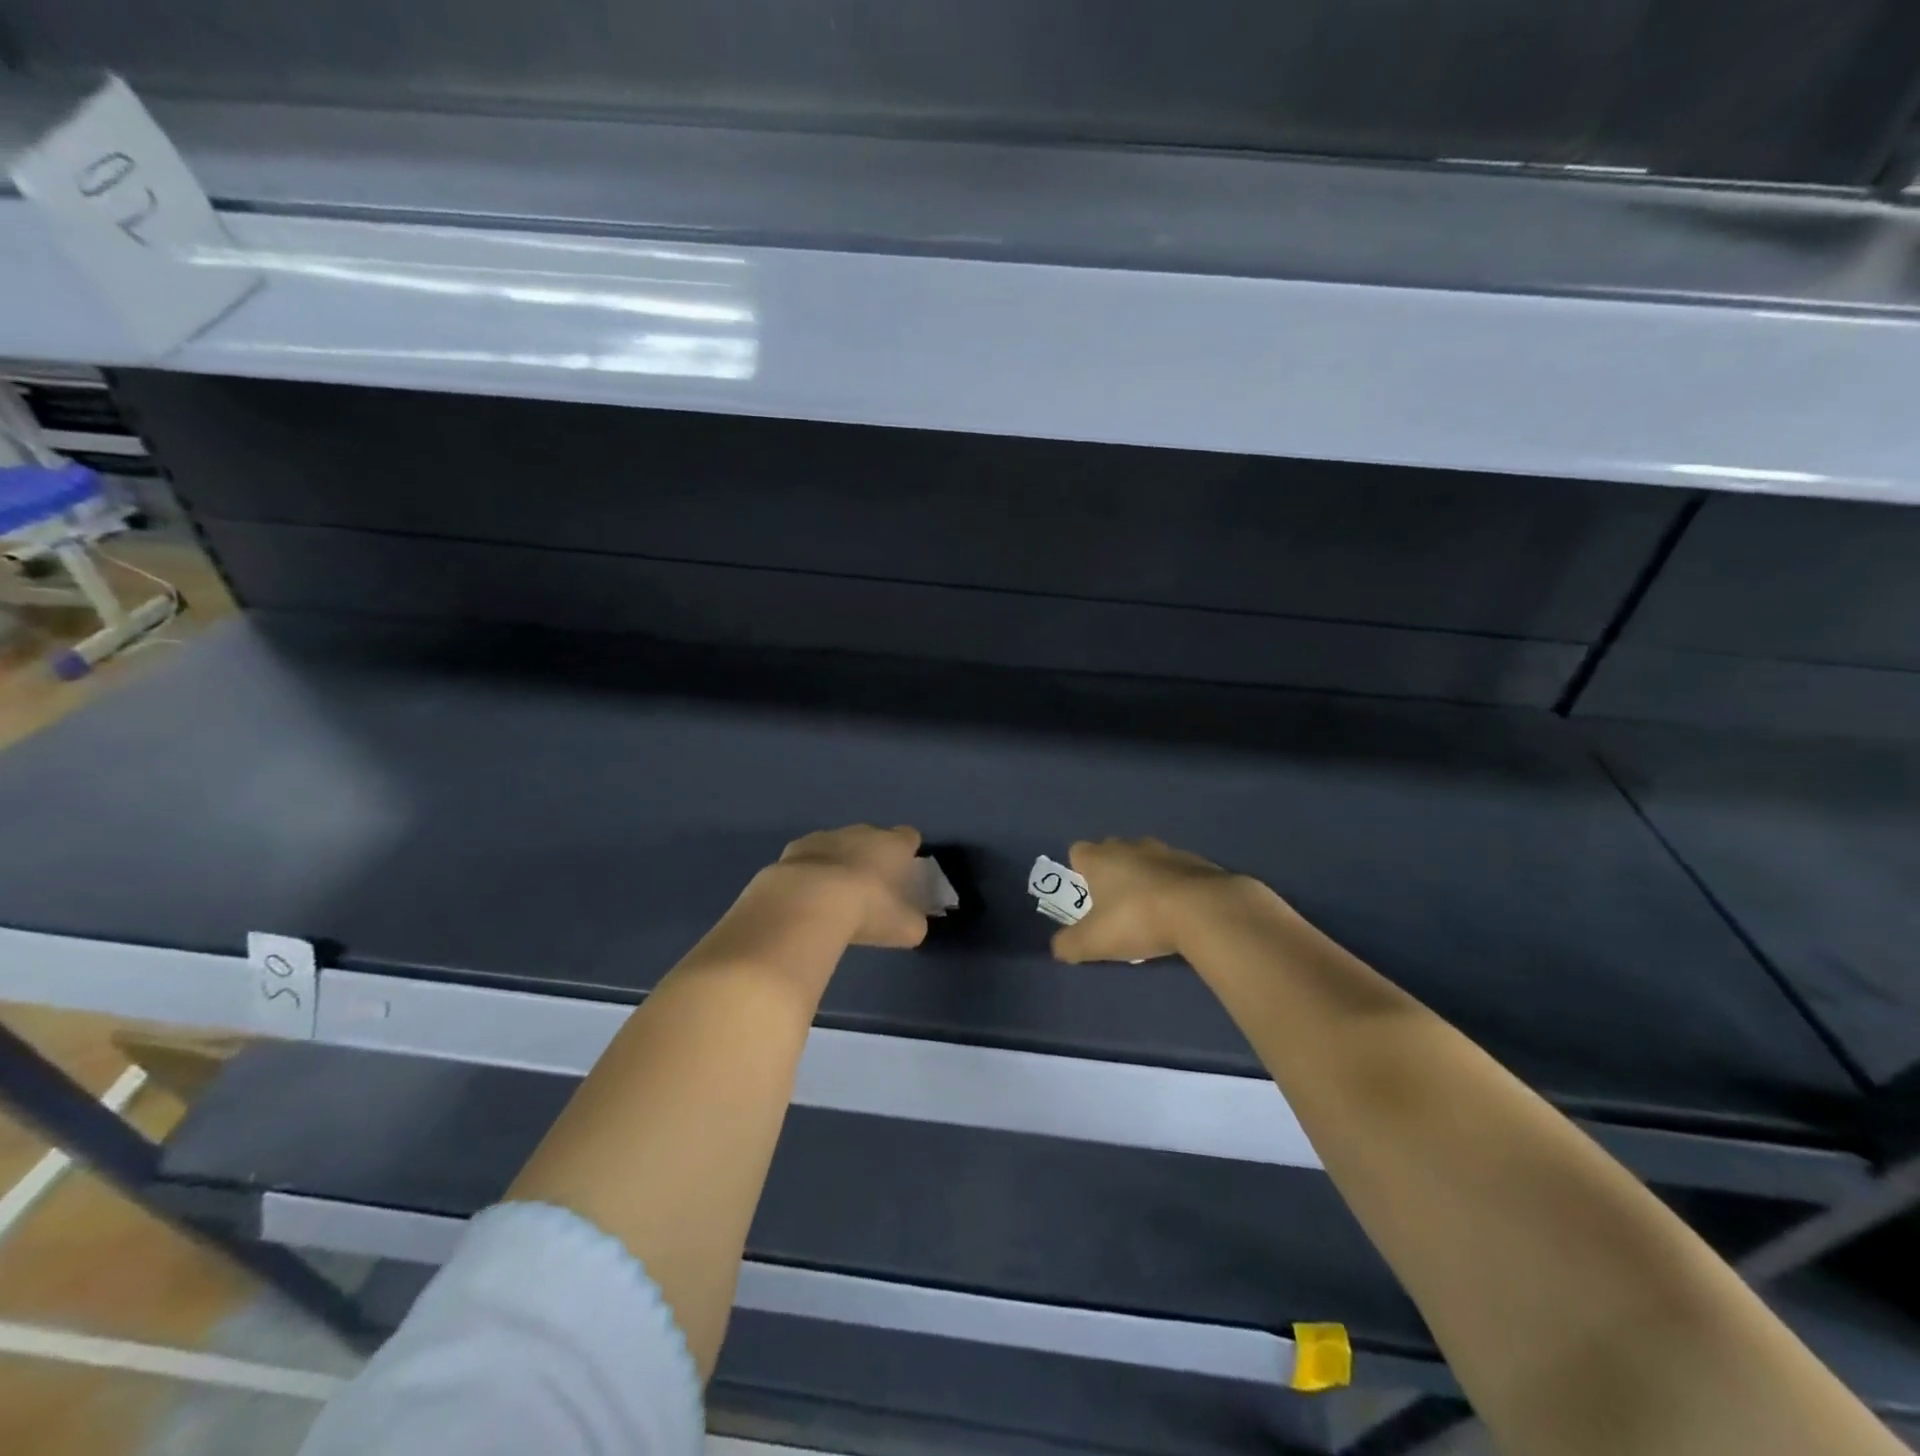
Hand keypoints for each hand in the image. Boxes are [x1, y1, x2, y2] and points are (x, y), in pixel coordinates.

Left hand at [768, 824, 931, 949]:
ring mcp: (826, 836)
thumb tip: (913, 925)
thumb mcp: (903, 929)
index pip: (909, 837)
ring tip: (834, 896)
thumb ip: (913, 923)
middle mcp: (862, 832)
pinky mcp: (795, 848)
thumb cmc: (866, 909)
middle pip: (873, 838)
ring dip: (839, 863)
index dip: (907, 852)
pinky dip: (810, 871)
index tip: (904, 872)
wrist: (808, 901)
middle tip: (869, 889)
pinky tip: (806, 895)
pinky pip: (809, 857)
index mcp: (893, 845)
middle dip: (872, 857)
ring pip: (838, 845)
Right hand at [1051, 837, 1235, 964]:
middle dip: (1111, 872)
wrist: (1203, 910)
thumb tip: (1058, 947)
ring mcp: (1165, 850)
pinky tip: (1180, 911)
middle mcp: (1130, 846)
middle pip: (1112, 851)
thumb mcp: (1094, 942)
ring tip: (1150, 911)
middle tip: (1115, 906)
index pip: (1078, 852)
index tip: (1087, 896)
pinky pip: (1176, 871)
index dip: (1079, 871)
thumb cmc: (1138, 919)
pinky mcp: (1196, 862)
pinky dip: (1174, 885)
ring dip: (1144, 878)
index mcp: (1100, 858)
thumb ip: (1069, 945)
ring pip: (1145, 859)